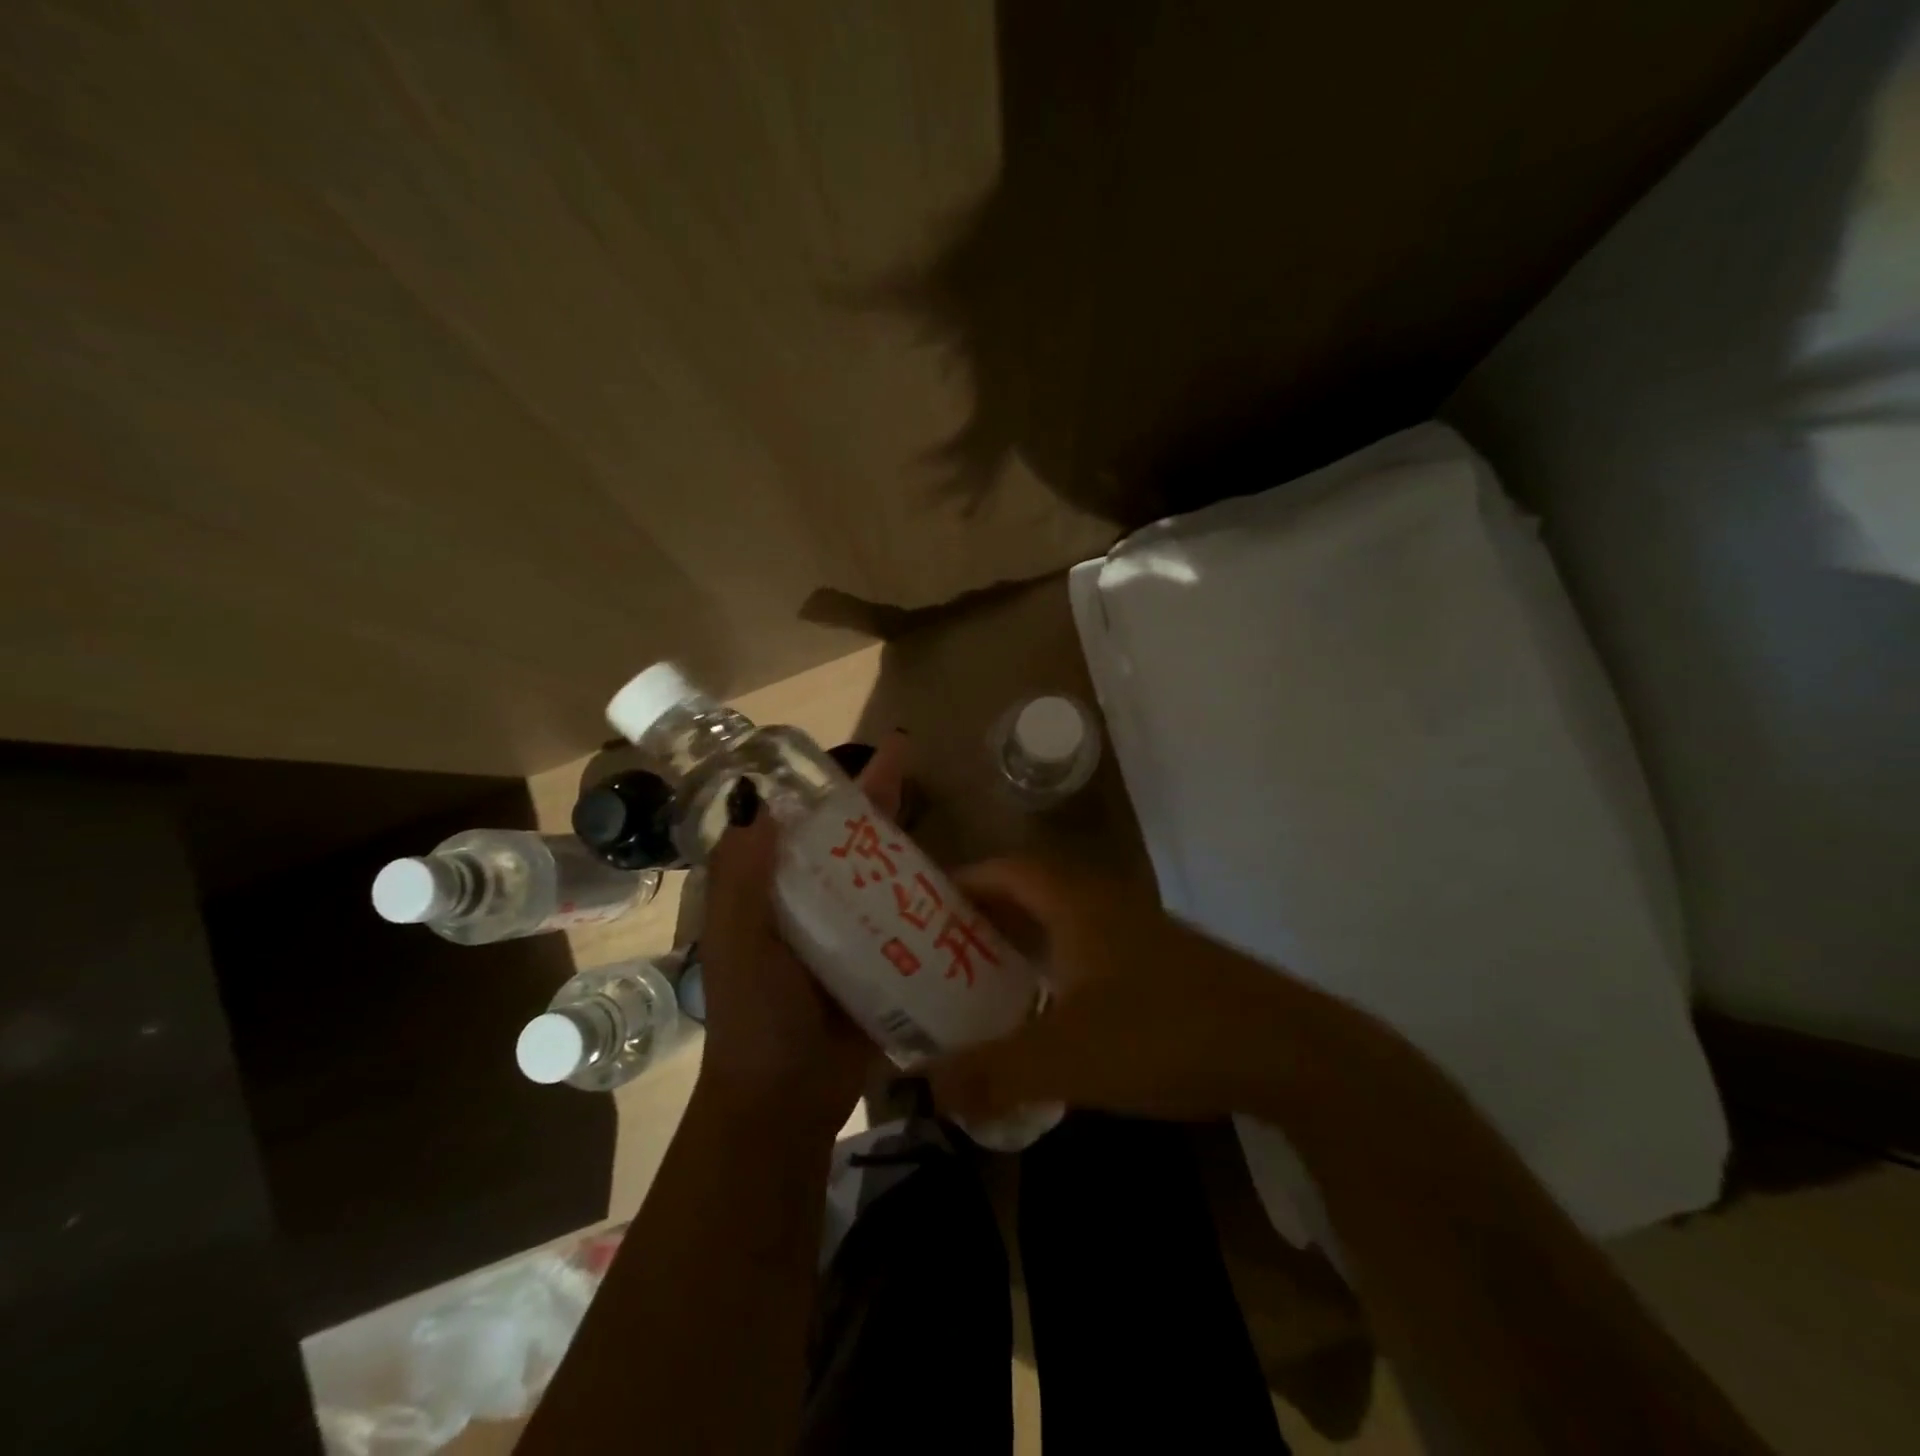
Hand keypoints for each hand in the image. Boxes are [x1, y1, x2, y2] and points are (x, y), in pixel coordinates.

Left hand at [695, 732, 909, 1135]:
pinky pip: (909, 916)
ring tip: (943, 801)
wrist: (788, 1099)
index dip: (821, 786)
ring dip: (908, 840)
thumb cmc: (755, 1015)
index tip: (843, 748)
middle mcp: (813, 899)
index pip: (798, 824)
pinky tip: (962, 872)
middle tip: (907, 755)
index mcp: (773, 889)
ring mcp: (852, 928)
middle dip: (876, 797)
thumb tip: (755, 796)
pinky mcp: (886, 957)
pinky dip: (930, 893)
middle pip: (850, 839)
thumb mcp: (736, 942)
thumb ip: (741, 877)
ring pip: (884, 871)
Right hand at [928, 860, 1316, 1123]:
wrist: (1281, 1049)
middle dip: (985, 919)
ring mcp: (1139, 934)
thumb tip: (924, 1087)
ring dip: (1023, 947)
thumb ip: (992, 1072)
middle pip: (1031, 895)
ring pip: (1064, 927)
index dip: (964, 881)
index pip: (1006, 870)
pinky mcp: (1163, 967)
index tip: (923, 909)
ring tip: (981, 986)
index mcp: (1076, 902)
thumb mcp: (1066, 1057)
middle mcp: (1105, 904)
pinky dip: (1058, 971)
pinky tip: (1049, 1016)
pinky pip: (1091, 954)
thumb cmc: (1162, 1032)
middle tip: (940, 954)